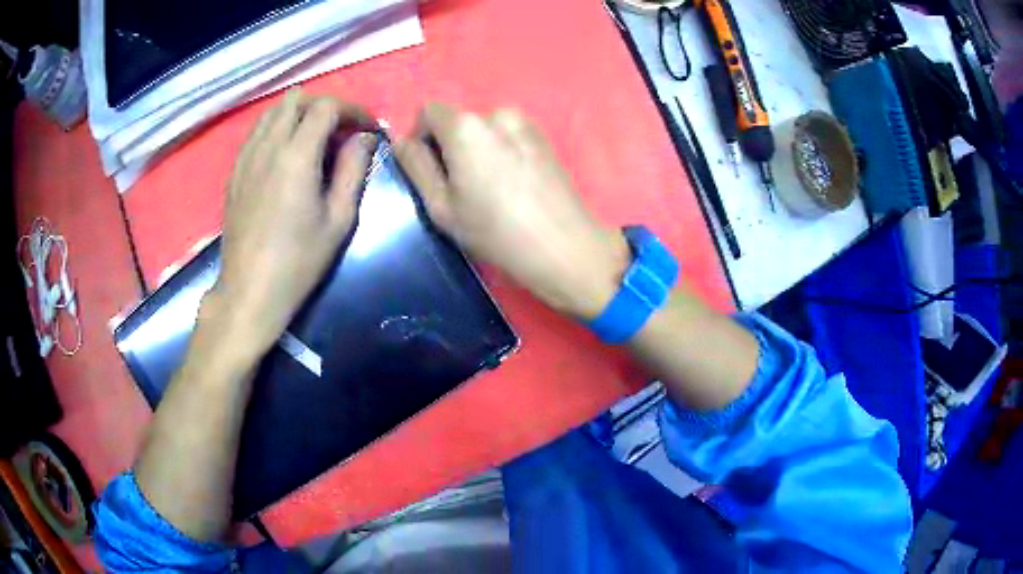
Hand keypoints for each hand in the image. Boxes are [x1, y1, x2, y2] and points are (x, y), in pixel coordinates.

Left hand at [211, 90, 376, 351]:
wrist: (250, 290)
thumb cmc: (299, 261)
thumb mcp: (339, 219)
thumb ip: (354, 170)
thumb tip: (364, 138)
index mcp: (297, 155)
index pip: (326, 107)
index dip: (353, 110)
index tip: (367, 130)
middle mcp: (268, 145)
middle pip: (296, 99)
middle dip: (324, 107)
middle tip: (340, 132)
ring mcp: (246, 156)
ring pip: (273, 111)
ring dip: (298, 115)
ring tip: (313, 140)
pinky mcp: (235, 171)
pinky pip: (257, 132)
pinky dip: (276, 129)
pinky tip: (285, 156)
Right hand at [395, 103, 629, 319]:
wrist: (563, 247)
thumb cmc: (495, 232)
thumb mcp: (441, 206)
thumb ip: (416, 166)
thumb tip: (401, 141)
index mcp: (466, 126)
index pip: (428, 111)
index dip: (420, 136)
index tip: (428, 170)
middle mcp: (497, 113)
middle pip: (459, 120)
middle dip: (450, 145)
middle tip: (459, 186)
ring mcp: (526, 123)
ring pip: (485, 129)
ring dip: (476, 149)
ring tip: (489, 188)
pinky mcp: (545, 138)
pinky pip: (508, 136)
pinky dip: (500, 151)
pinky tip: (512, 185)